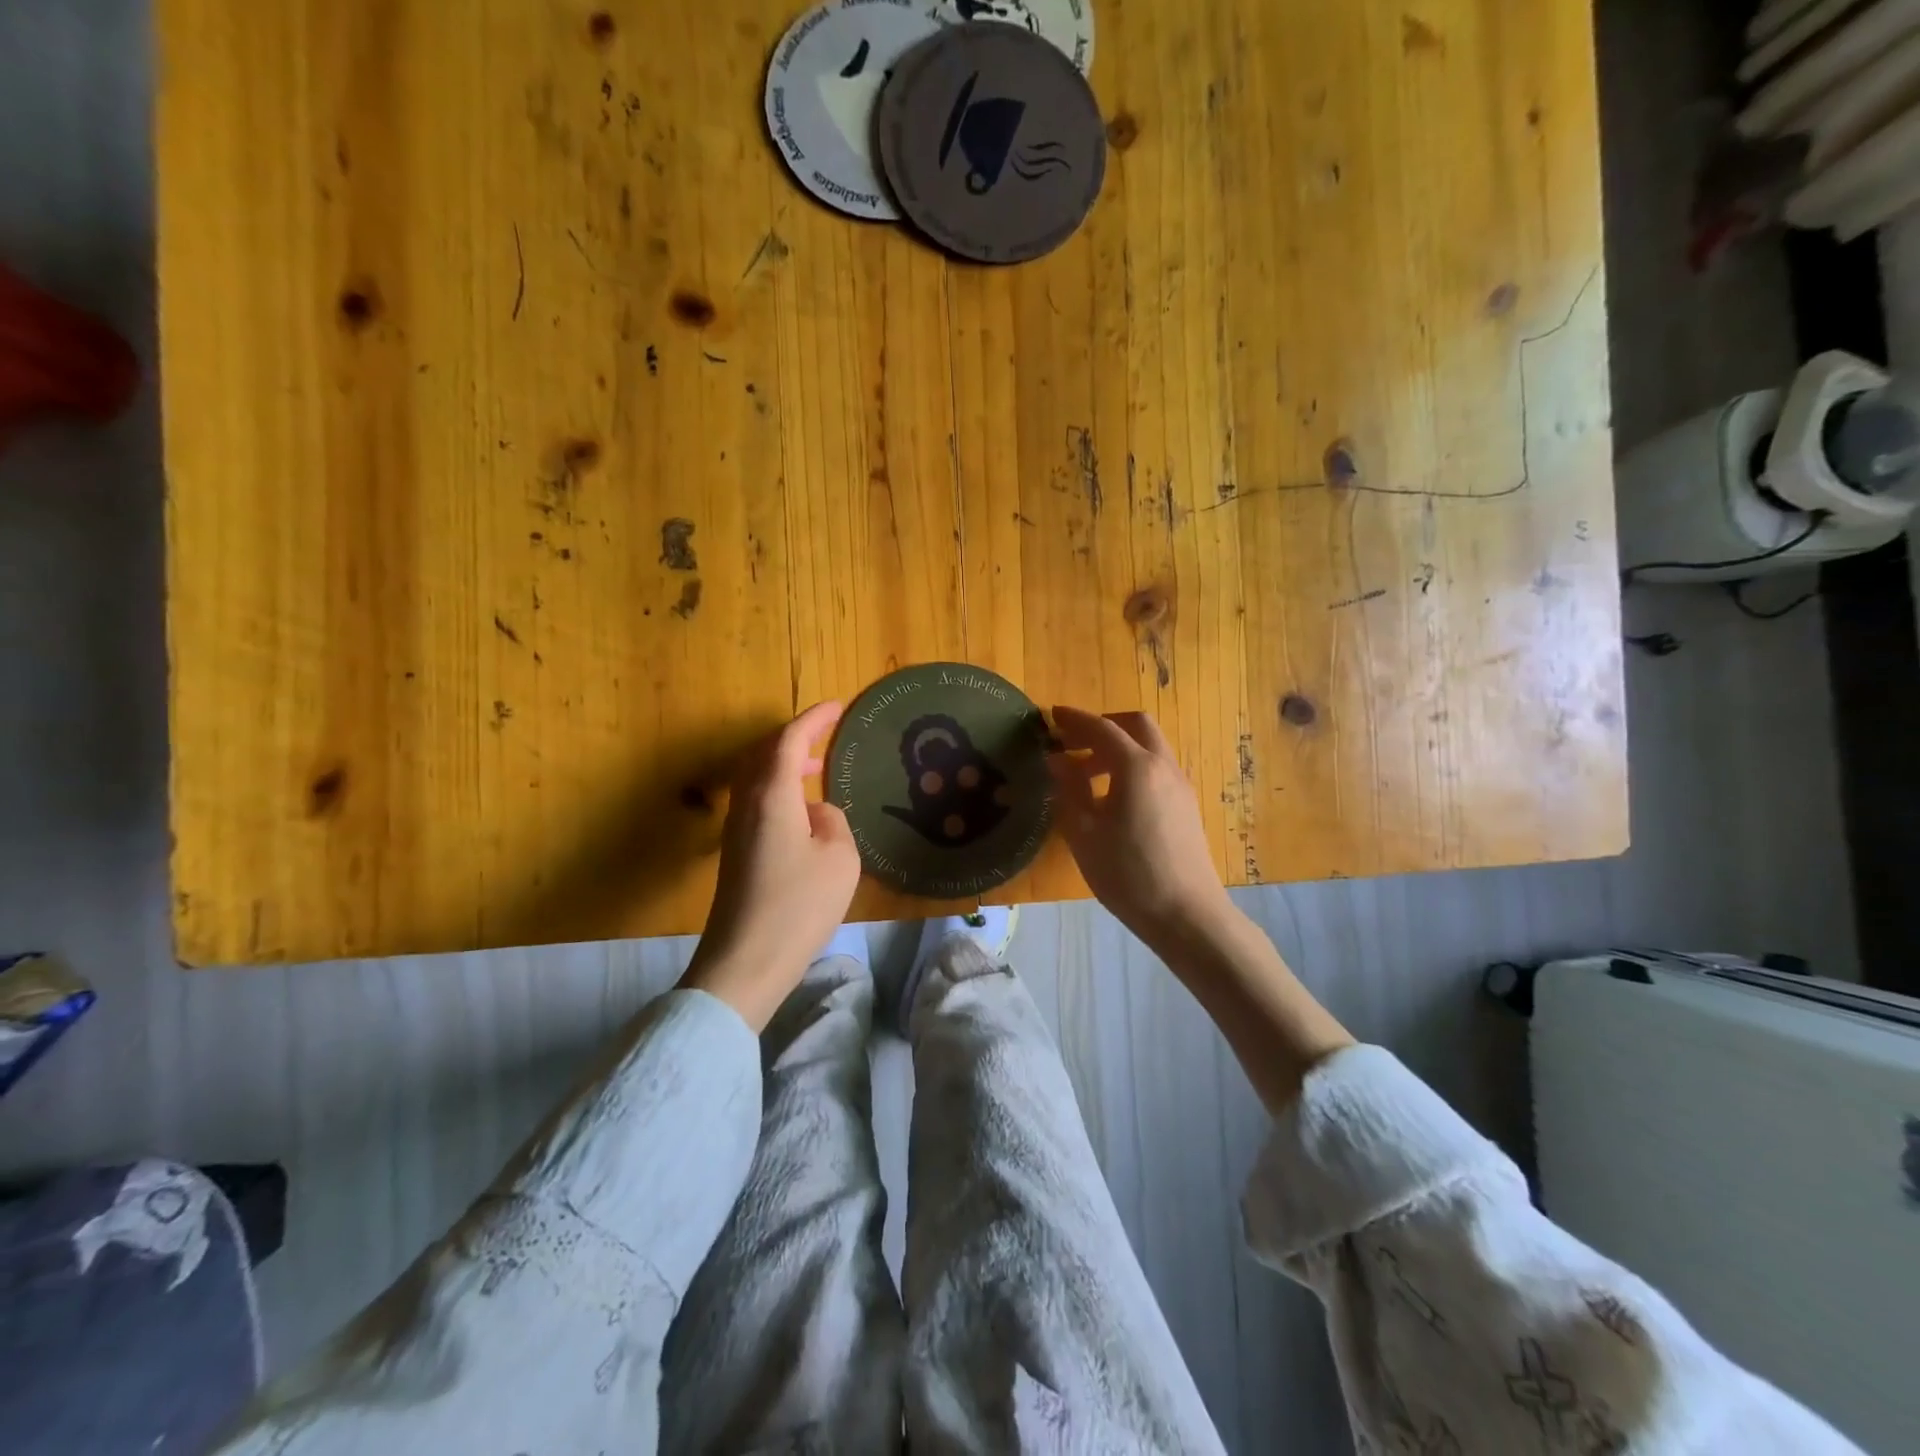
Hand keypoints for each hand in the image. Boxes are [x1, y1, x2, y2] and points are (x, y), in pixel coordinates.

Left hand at [683, 702, 861, 1030]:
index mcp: (772, 795)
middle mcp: (747, 803)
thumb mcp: (840, 857)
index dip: (813, 719)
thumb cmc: (799, 905)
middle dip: (794, 737)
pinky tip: (802, 811)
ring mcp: (736, 828)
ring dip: (784, 763)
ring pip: (757, 777)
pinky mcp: (736, 851)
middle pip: (764, 753)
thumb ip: (833, 820)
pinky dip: (779, 789)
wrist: (746, 961)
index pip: (788, 740)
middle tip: (825, 733)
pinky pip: (757, 801)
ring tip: (817, 768)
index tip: (837, 707)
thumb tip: (816, 812)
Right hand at [1047, 706, 1232, 954]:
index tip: (1051, 715)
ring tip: (1085, 773)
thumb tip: (1056, 759)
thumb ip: (1069, 789)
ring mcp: (1180, 786)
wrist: (1187, 915)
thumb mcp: (1084, 833)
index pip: (1102, 728)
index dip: (1074, 719)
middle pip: (1136, 725)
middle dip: (1103, 724)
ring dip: (1118, 747)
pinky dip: (1132, 766)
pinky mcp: (1187, 806)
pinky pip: (1157, 769)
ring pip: (1149, 747)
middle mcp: (1163, 766)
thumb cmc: (1128, 874)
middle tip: (1072, 741)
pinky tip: (1113, 796)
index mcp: (1136, 767)